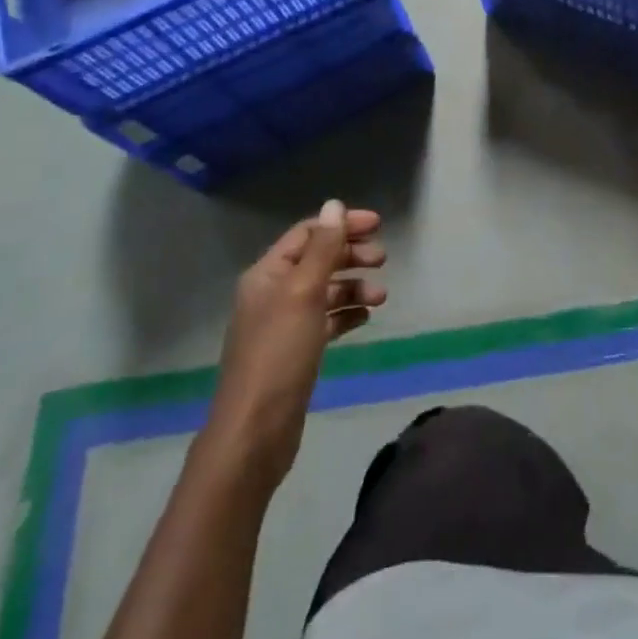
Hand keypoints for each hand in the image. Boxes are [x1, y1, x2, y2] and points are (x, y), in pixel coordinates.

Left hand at [204, 200, 386, 481]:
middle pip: (318, 259)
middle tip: (383, 259)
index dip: (342, 224)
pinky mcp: (295, 351)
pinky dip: (346, 314)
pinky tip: (364, 319)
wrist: (254, 433)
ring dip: (354, 286)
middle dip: (351, 254)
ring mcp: (283, 324)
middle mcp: (273, 293)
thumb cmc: (279, 354)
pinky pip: (326, 320)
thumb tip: (334, 205)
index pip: (308, 233)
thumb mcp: (303, 293)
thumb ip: (322, 248)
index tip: (378, 225)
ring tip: (380, 297)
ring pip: (325, 291)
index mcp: (267, 274)